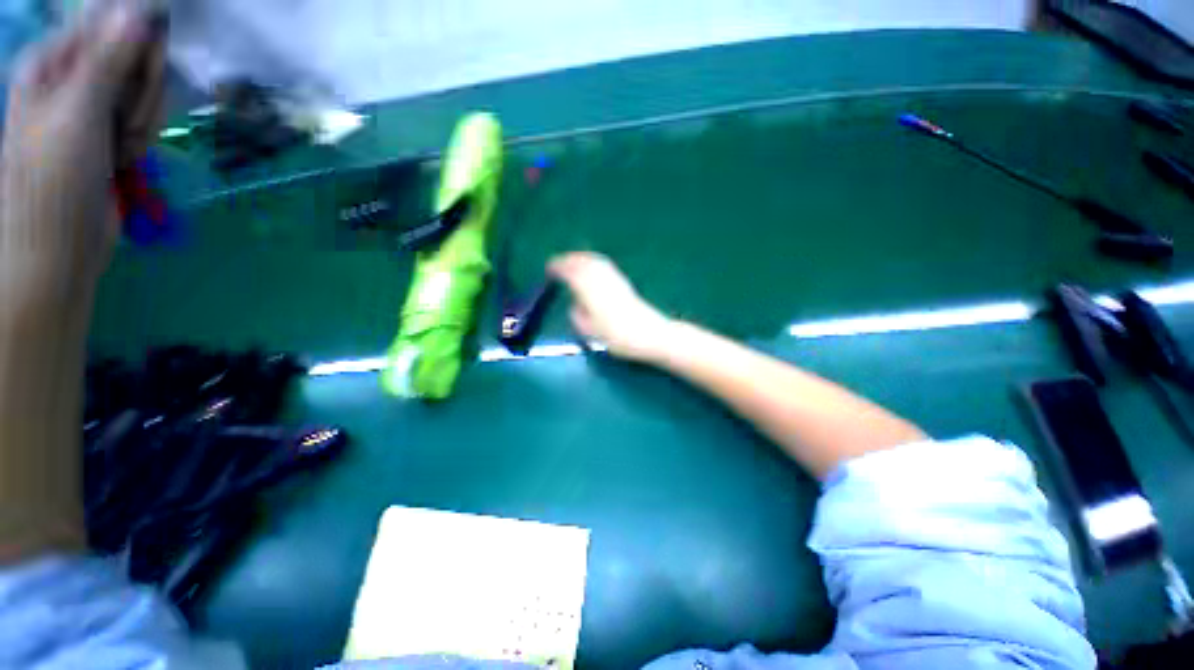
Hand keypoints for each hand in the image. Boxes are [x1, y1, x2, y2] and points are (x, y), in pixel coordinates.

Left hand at [1, 1, 164, 304]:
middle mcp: (73, 75)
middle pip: (133, 56)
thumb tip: (138, 10)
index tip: (146, 74)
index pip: (113, 24)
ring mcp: (92, 104)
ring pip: (144, 90)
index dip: (138, 46)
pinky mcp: (110, 130)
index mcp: (55, 61)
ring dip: (145, 119)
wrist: (60, 244)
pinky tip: (128, 156)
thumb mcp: (78, 114)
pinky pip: (145, 116)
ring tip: (124, 148)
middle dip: (143, 91)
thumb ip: (106, 60)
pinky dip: (144, 136)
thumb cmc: (55, 180)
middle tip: (127, 124)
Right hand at [548, 252, 673, 361]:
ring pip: (594, 260)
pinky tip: (592, 268)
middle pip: (582, 261)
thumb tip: (576, 304)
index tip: (549, 269)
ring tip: (571, 262)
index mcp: (588, 288)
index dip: (558, 268)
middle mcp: (600, 278)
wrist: (649, 333)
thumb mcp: (588, 331)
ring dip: (581, 258)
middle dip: (568, 260)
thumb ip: (577, 314)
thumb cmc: (616, 336)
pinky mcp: (623, 282)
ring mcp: (614, 277)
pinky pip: (604, 265)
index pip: (570, 271)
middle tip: (557, 263)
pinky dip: (593, 262)